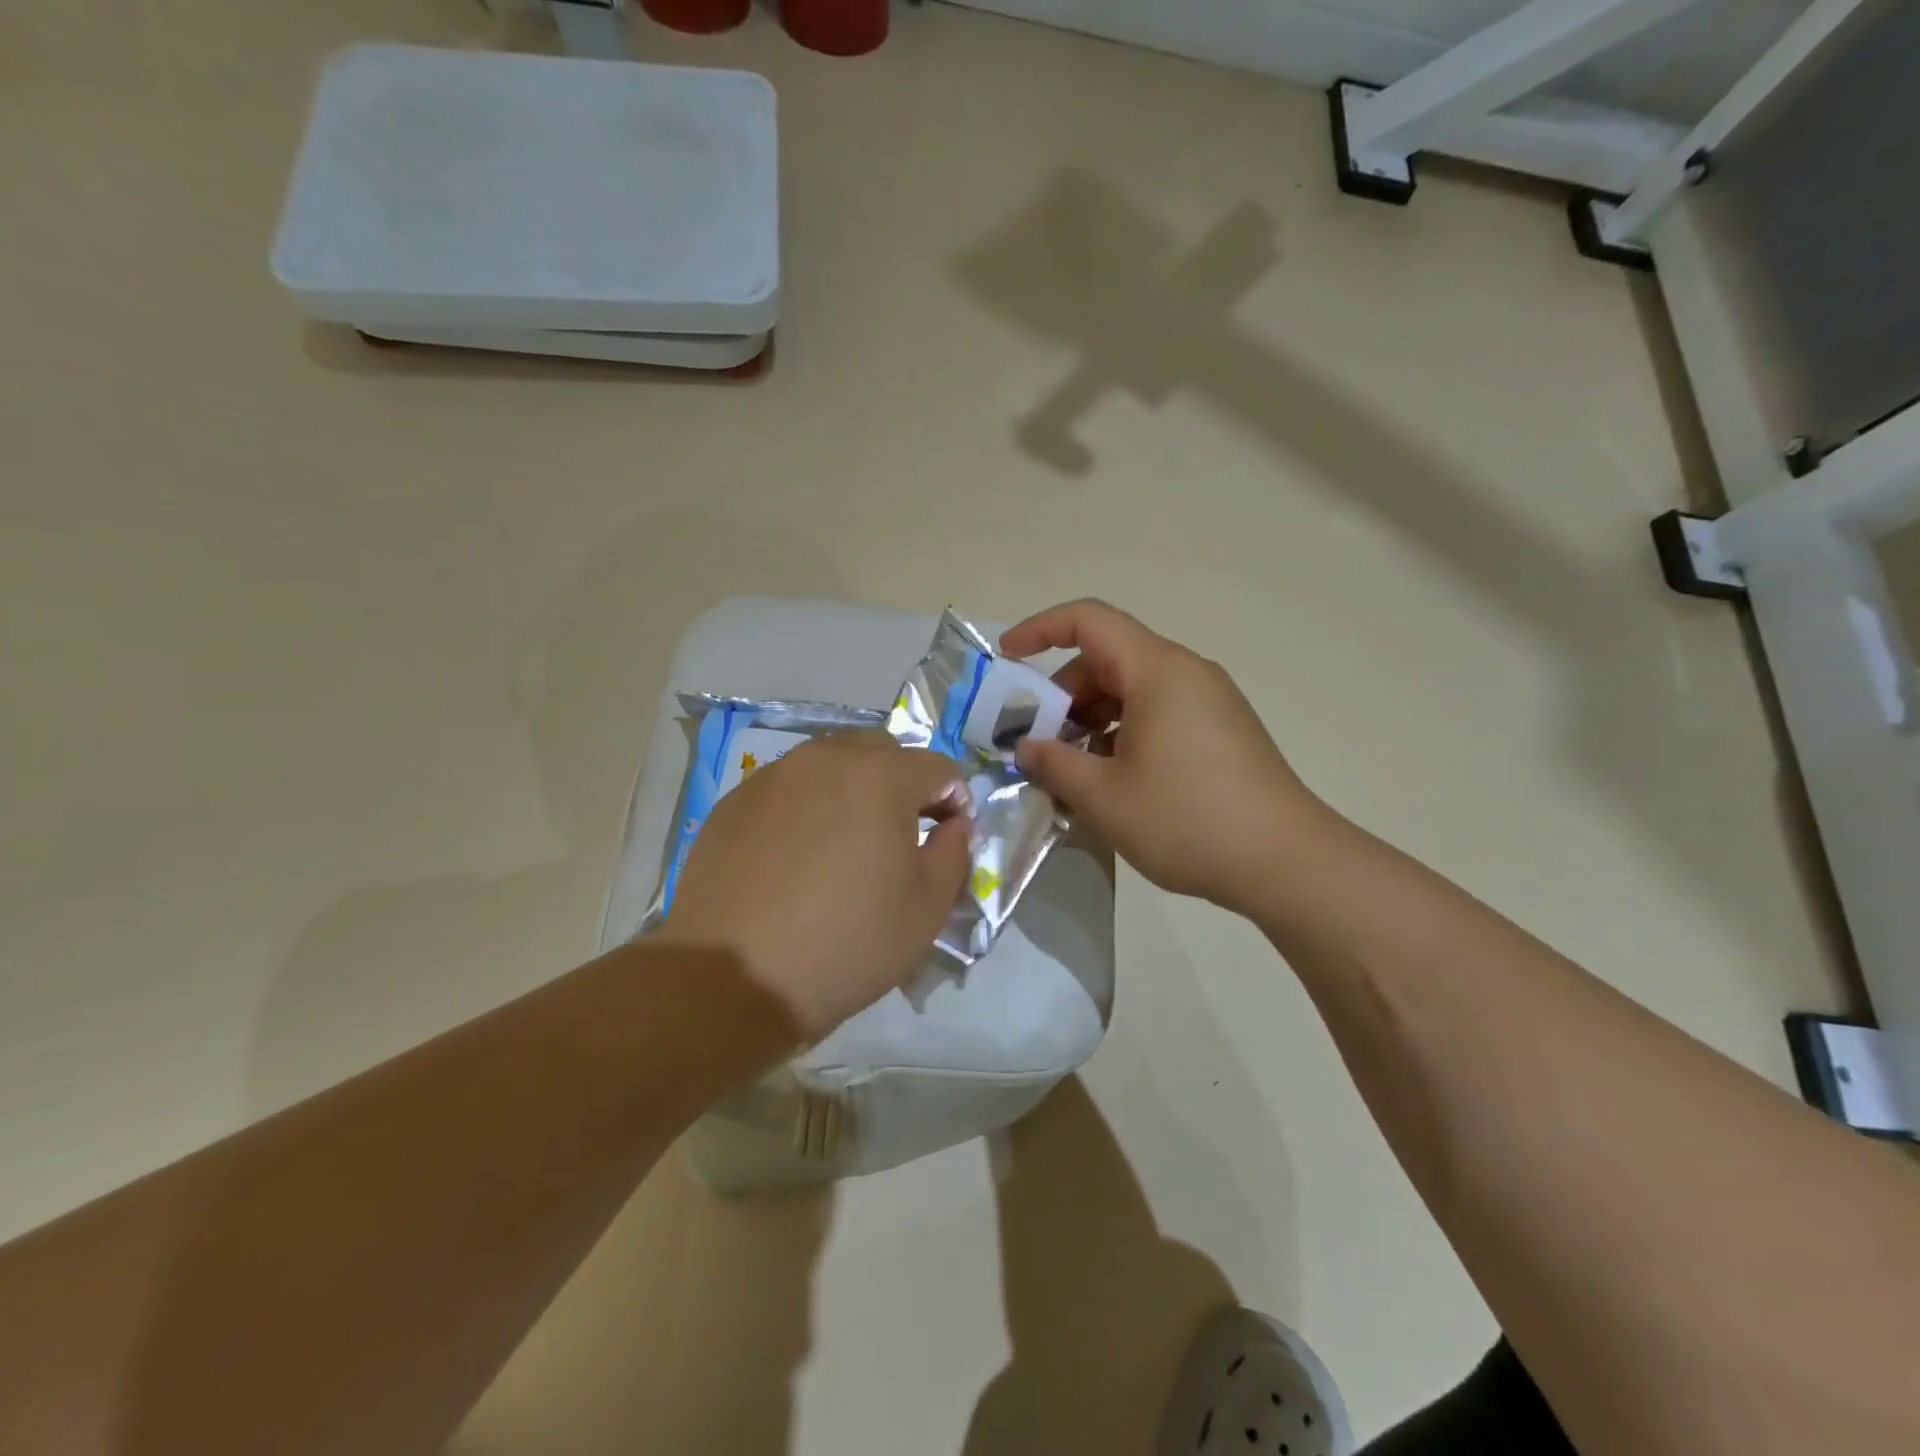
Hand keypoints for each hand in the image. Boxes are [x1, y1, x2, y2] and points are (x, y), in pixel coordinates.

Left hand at [657, 731, 972, 1040]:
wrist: (732, 979)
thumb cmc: (846, 943)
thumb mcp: (927, 907)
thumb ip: (955, 852)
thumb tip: (954, 824)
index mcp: (880, 776)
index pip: (938, 767)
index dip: (955, 799)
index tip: (949, 837)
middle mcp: (825, 758)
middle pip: (882, 752)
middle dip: (903, 783)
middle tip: (900, 835)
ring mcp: (773, 776)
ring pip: (830, 764)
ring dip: (852, 790)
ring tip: (845, 844)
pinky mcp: (734, 802)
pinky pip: (787, 789)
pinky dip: (806, 807)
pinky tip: (796, 857)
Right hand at [1002, 599, 1334, 915]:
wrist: (1287, 862)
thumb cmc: (1188, 819)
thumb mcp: (1105, 796)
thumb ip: (1054, 764)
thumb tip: (1026, 749)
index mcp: (1158, 671)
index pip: (1089, 621)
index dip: (1041, 629)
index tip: (1007, 659)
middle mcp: (1186, 673)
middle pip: (1108, 659)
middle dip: (1063, 693)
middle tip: (1037, 741)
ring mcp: (1209, 702)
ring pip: (1133, 690)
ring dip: (1091, 719)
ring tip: (1070, 769)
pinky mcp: (1221, 731)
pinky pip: (1158, 713)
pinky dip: (1123, 733)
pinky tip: (1111, 780)